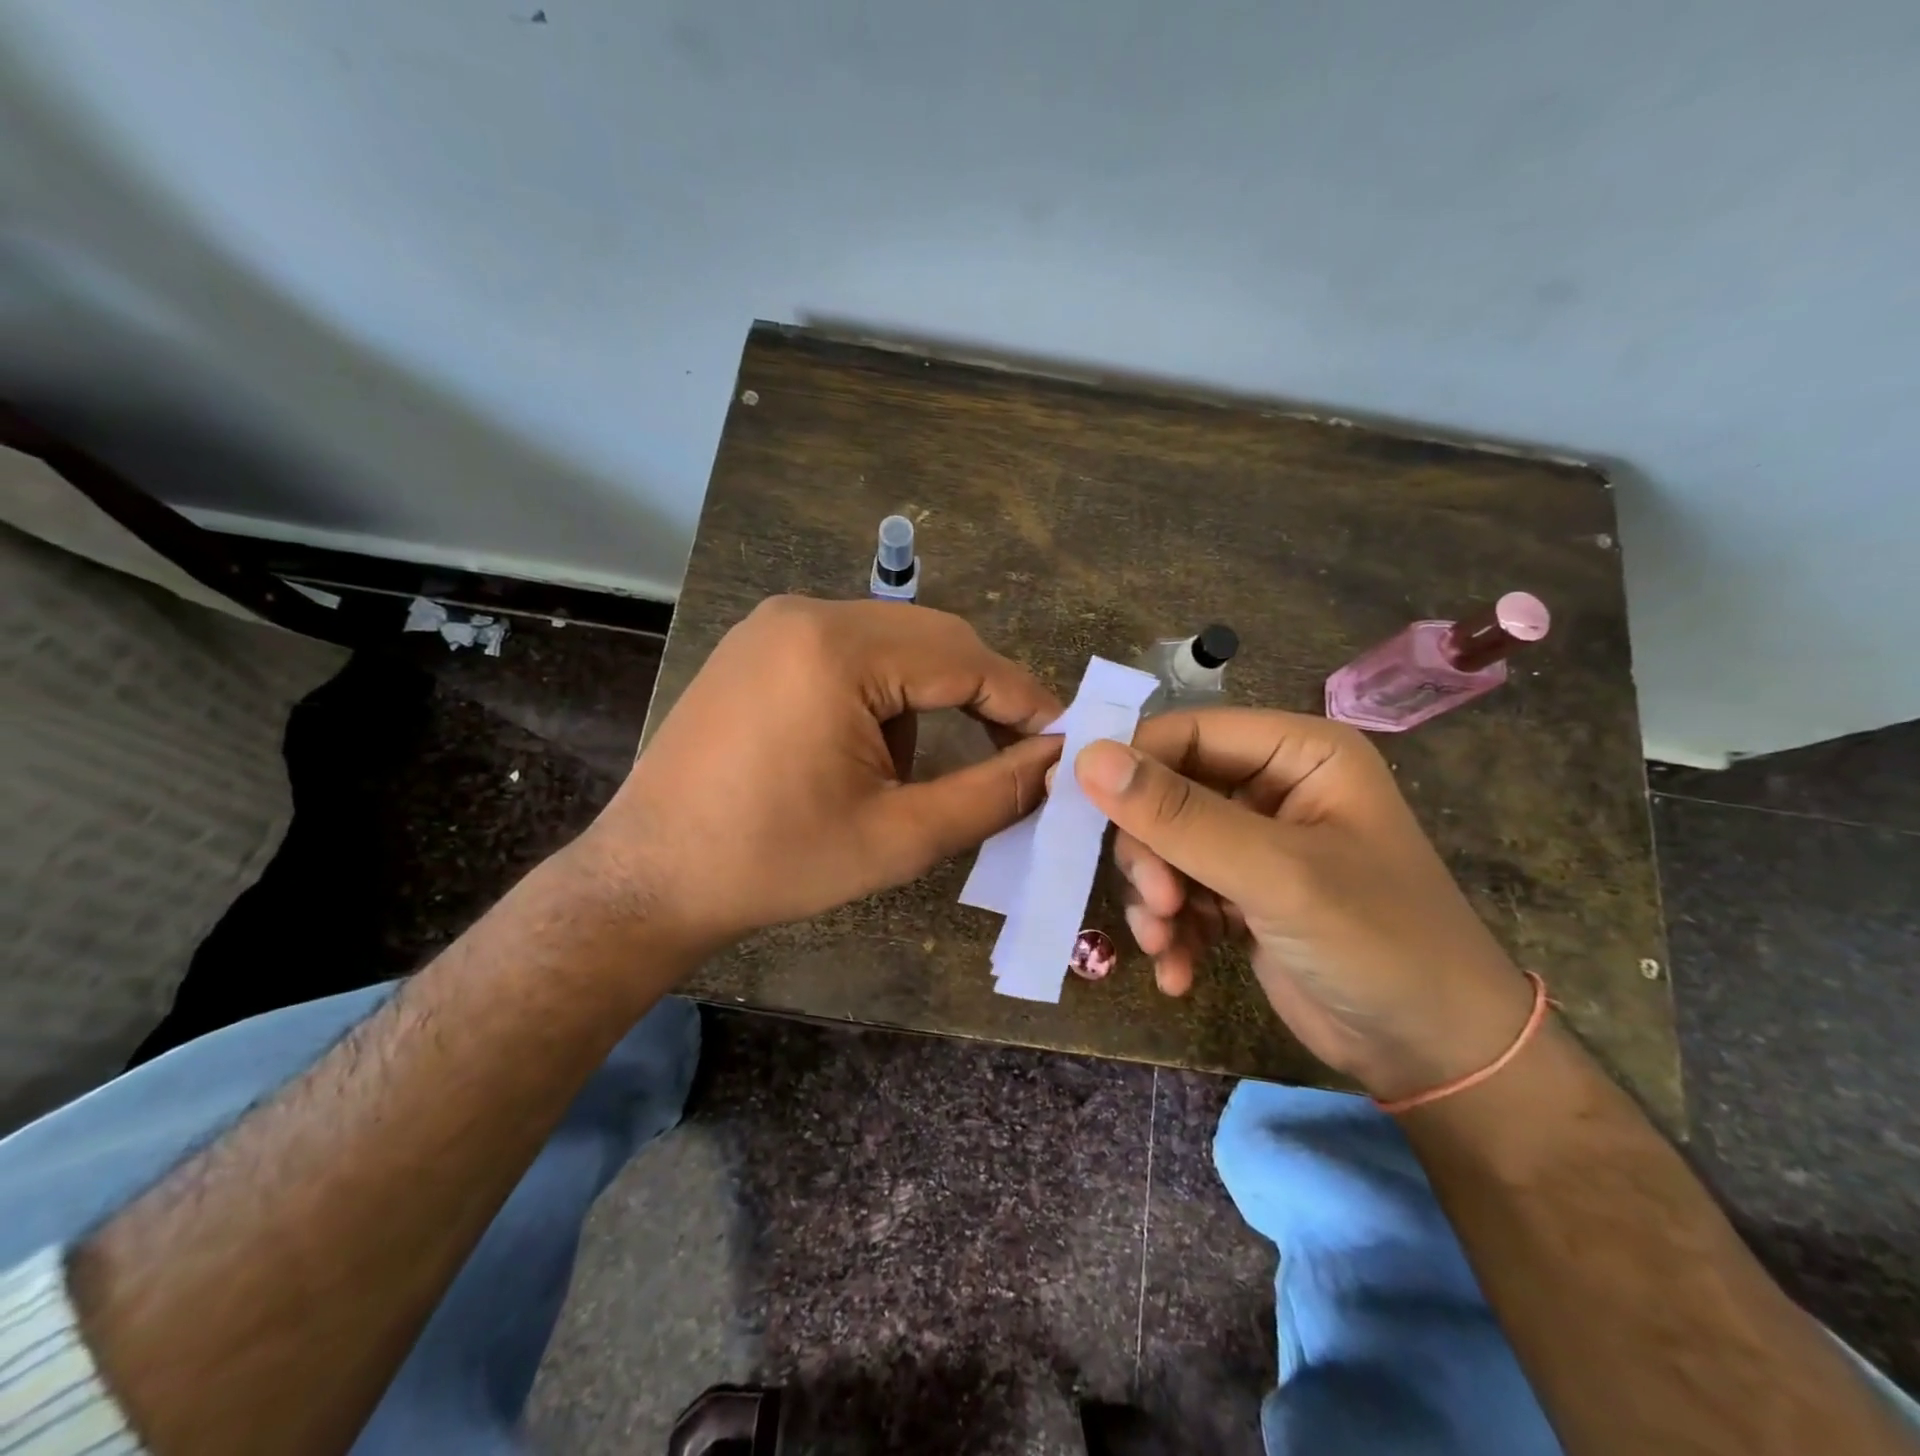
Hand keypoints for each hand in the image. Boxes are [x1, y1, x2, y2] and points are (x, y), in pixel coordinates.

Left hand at [585, 596, 1061, 956]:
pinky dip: (879, 694)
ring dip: (925, 698)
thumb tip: (1058, 762)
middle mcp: (805, 614)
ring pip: (893, 644)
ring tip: (906, 773)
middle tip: (1013, 753)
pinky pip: (848, 651)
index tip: (1066, 739)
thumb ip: (993, 794)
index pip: (966, 658)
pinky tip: (859, 751)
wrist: (649, 878)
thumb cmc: (775, 863)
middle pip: (932, 639)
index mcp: (838, 651)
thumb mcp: (899, 837)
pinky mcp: (757, 645)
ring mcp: (774, 624)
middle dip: (979, 695)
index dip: (1024, 700)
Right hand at [1074, 709, 1533, 1101]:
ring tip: (1167, 943)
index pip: (1188, 733)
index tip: (1072, 803)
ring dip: (1156, 898)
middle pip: (1167, 793)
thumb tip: (1088, 758)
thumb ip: (1179, 816)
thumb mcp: (1275, 874)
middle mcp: (1272, 787)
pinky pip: (1179, 892)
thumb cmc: (1377, 943)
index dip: (1129, 763)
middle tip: (1158, 902)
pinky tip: (1179, 972)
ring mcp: (1254, 844)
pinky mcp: (1240, 893)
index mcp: (1298, 753)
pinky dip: (1171, 930)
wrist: (1435, 1058)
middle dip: (1151, 852)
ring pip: (1164, 847)